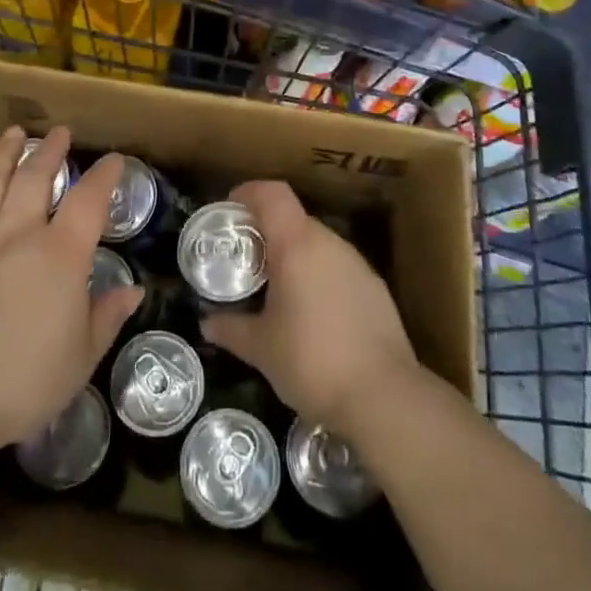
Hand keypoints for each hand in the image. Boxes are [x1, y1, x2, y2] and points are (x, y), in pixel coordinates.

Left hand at [0, 127, 143, 452]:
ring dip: (4, 152)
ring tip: (14, 133)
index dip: (104, 175)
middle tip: (60, 132)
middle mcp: (18, 232)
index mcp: (60, 254)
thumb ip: (106, 316)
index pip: (89, 200)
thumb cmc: (24, 381)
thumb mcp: (81, 356)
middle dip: (51, 150)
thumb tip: (133, 290)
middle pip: (35, 176)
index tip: (113, 160)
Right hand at [199, 180, 418, 436]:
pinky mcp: (376, 289)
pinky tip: (313, 315)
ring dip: (295, 256)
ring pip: (318, 244)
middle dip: (268, 232)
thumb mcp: (261, 348)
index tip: (230, 210)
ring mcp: (357, 264)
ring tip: (276, 289)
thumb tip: (206, 323)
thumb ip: (231, 329)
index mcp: (297, 244)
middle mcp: (329, 243)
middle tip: (246, 260)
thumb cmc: (311, 361)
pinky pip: (338, 268)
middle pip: (294, 218)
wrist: (384, 397)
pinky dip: (319, 277)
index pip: (272, 193)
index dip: (249, 193)